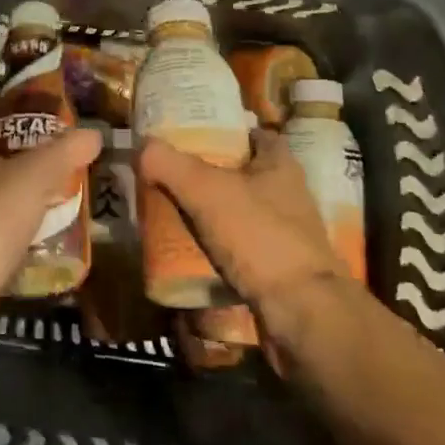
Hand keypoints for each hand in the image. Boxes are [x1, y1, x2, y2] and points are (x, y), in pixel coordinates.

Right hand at [138, 130, 354, 329]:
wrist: (302, 313)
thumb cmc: (259, 236)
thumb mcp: (206, 190)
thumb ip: (170, 164)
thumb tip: (142, 145)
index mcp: (280, 165)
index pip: (255, 134)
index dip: (227, 131)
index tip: (193, 135)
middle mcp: (289, 195)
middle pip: (244, 174)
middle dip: (211, 175)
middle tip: (172, 176)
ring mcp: (287, 235)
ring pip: (241, 214)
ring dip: (213, 216)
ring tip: (173, 215)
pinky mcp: (280, 271)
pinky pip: (242, 252)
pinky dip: (219, 251)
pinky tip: (191, 254)